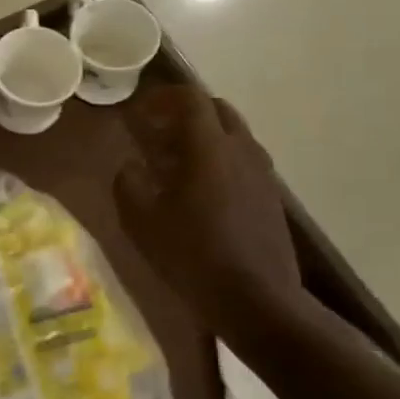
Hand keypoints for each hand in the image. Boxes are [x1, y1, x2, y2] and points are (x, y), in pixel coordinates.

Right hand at [113, 86, 308, 335]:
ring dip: (204, 138)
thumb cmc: (192, 254)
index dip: (163, 97)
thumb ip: (128, 183)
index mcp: (209, 147)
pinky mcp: (271, 198)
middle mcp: (242, 150)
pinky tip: (201, 193)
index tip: (140, 111)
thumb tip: (131, 166)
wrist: (257, 300)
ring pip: (233, 136)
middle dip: (185, 113)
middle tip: (157, 132)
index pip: (191, 99)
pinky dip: (220, 161)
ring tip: (175, 164)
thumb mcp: (141, 221)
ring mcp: (262, 174)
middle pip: (217, 111)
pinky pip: (243, 162)